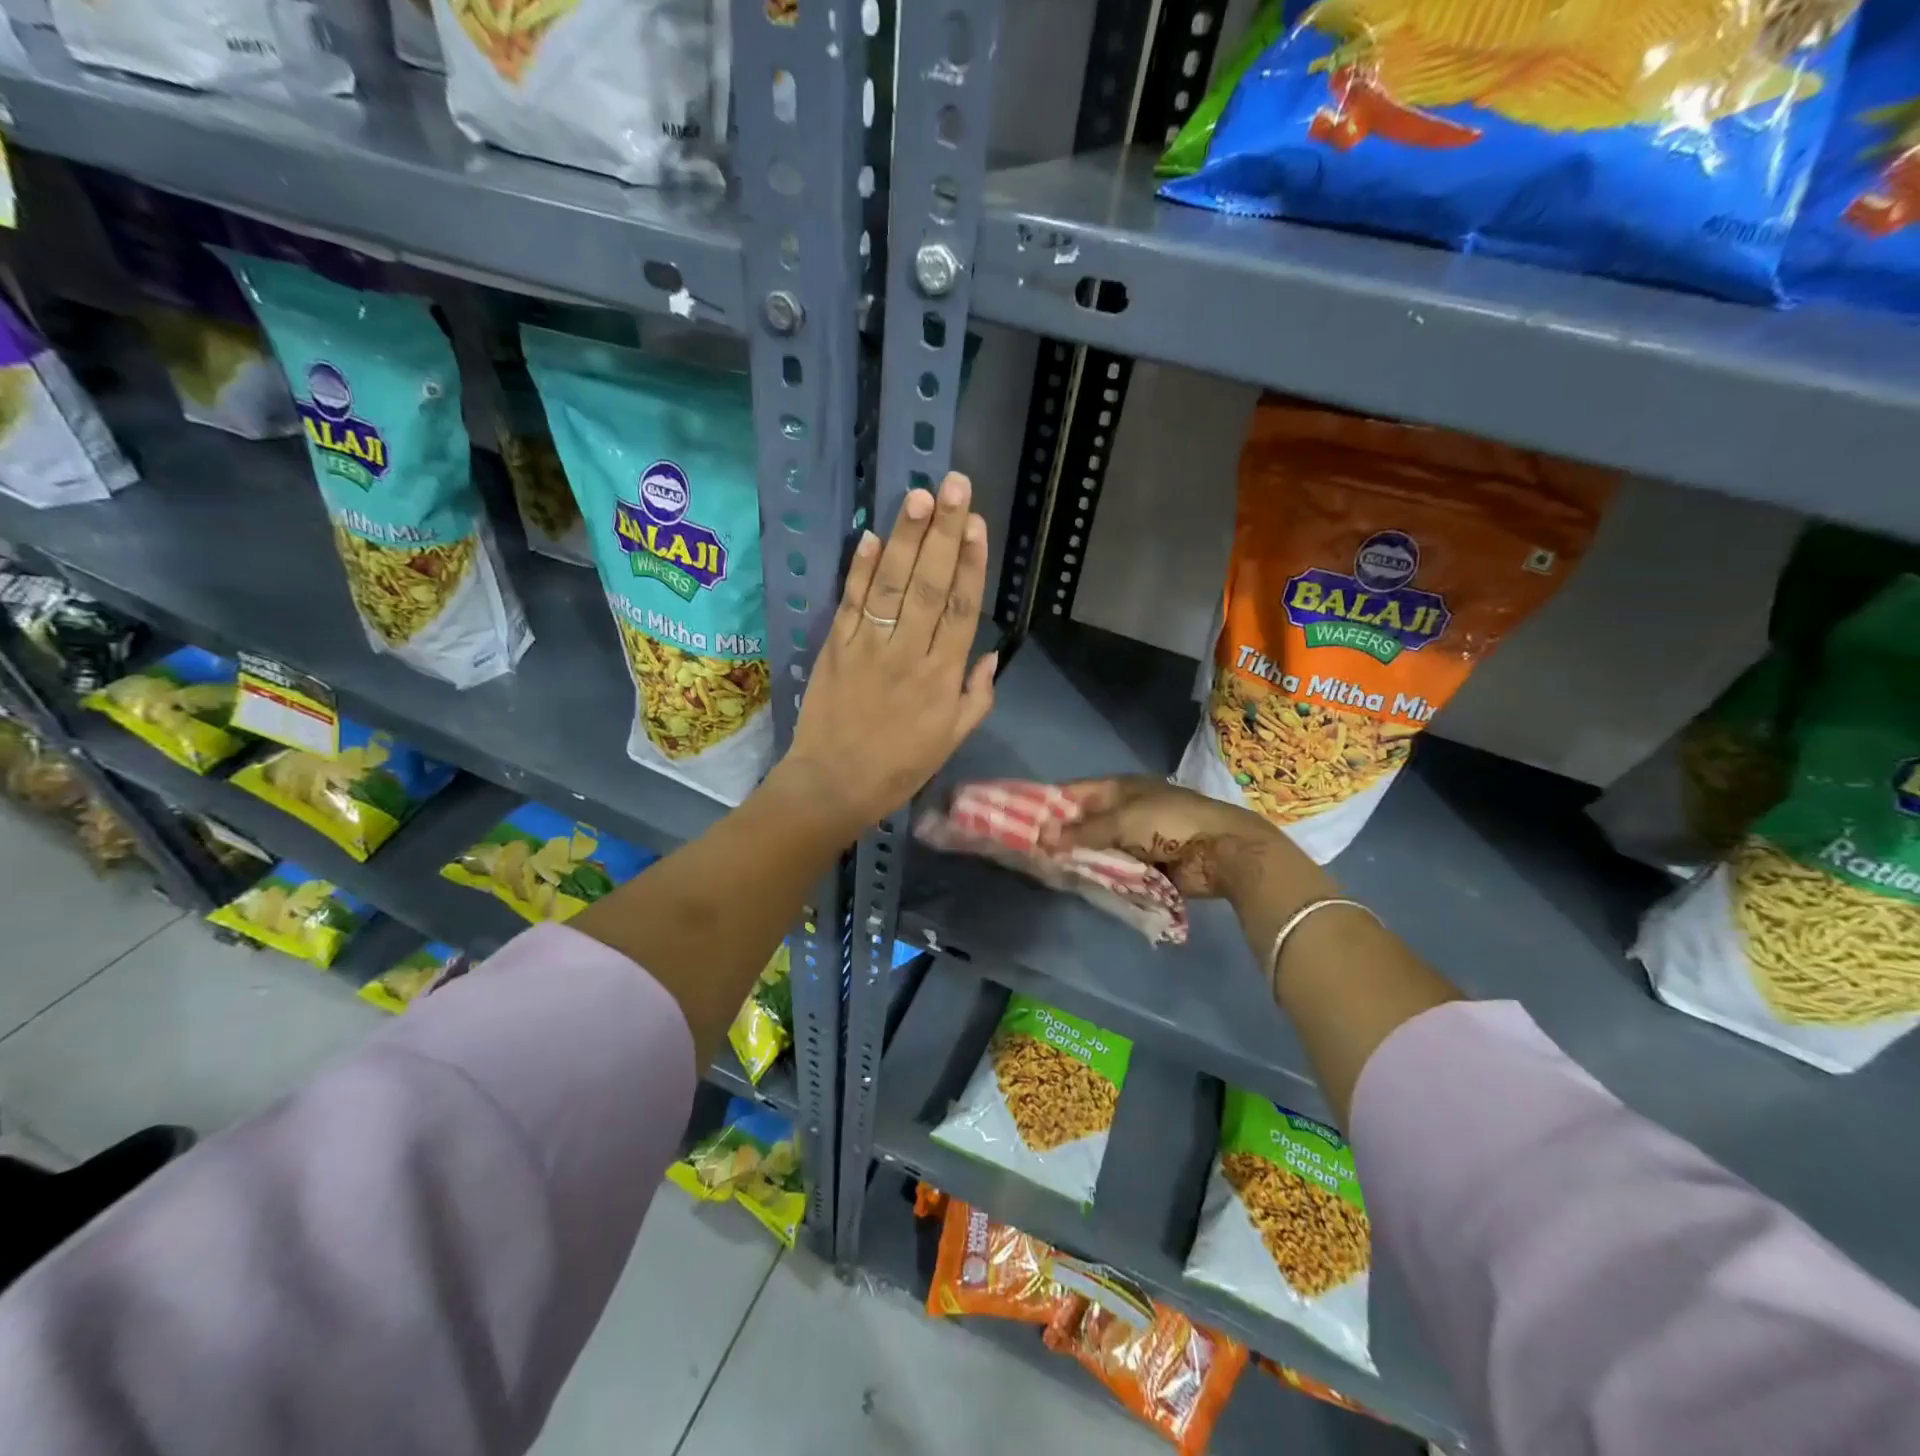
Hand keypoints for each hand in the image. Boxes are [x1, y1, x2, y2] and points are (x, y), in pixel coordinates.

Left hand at [781, 472, 996, 829]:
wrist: (835, 783)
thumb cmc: (900, 766)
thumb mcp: (952, 740)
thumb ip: (976, 695)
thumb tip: (989, 652)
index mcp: (942, 677)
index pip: (961, 609)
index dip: (970, 563)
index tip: (977, 523)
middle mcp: (908, 653)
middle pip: (929, 585)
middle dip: (943, 532)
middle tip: (954, 486)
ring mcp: (868, 647)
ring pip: (891, 585)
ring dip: (905, 538)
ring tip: (919, 496)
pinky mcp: (836, 647)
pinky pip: (851, 602)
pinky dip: (860, 569)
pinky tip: (871, 535)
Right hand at [1043, 776, 1312, 901]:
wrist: (1222, 850)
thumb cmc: (1171, 823)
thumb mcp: (1122, 821)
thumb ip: (1082, 831)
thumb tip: (1042, 838)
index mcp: (1120, 788)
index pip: (1075, 792)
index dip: (1050, 805)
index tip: (1022, 820)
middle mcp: (1125, 809)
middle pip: (1084, 822)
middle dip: (1062, 836)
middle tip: (1031, 853)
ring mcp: (1136, 838)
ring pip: (1097, 847)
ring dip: (1080, 858)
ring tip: (1050, 871)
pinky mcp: (1146, 864)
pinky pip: (1114, 868)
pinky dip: (1100, 874)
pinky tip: (1079, 883)